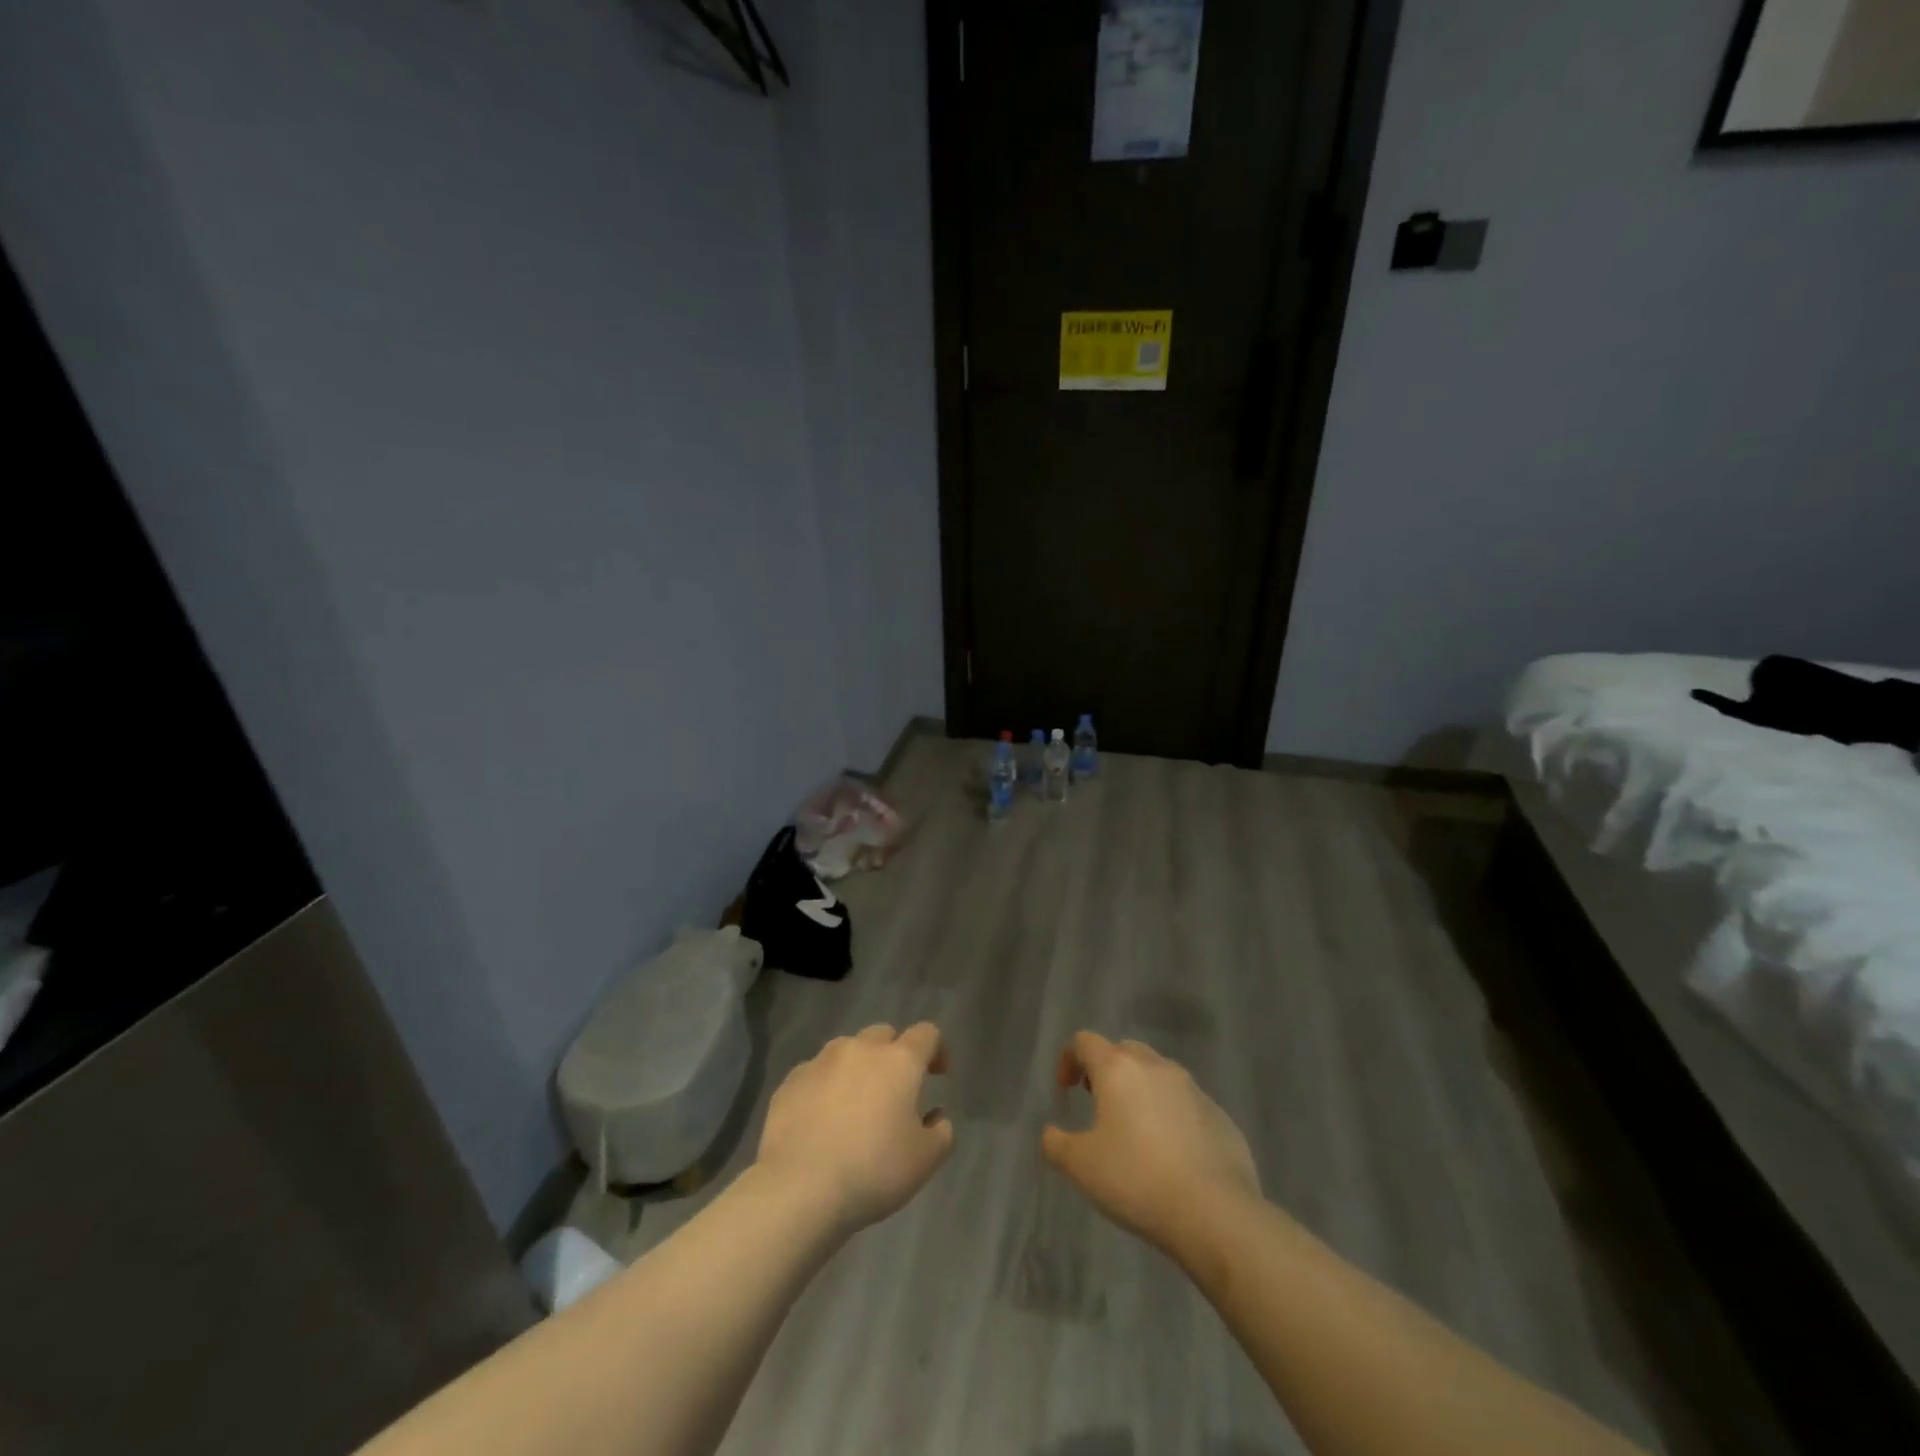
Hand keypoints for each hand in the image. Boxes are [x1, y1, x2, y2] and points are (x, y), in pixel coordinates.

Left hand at [754, 1022, 953, 1234]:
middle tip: (895, 1090)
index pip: (926, 1034)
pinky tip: (821, 1119)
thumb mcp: (926, 1160)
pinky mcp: (790, 1081)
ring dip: (857, 1067)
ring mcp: (820, 1062)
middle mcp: (860, 1049)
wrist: (799, 1188)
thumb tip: (936, 1115)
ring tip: (855, 1103)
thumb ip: (942, 1132)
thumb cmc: (873, 1170)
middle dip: (893, 1054)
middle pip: (883, 1035)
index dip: (936, 1049)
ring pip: (846, 1050)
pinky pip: (815, 1073)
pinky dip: (825, 1086)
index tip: (937, 1074)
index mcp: (899, 1060)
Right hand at [1041, 1031, 1260, 1254]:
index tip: (1067, 1089)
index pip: (1085, 1041)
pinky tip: (1171, 1154)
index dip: (1070, 1059)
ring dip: (1141, 1090)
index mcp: (1118, 1069)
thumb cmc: (1137, 1180)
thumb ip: (1056, 1144)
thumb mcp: (1080, 1166)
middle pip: (1124, 1051)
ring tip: (1136, 1130)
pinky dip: (1171, 1114)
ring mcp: (1193, 1088)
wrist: (1216, 1213)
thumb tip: (1051, 1133)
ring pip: (1158, 1074)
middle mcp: (1156, 1066)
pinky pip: (1186, 1103)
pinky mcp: (1219, 1114)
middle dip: (1107, 1070)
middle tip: (1099, 1104)